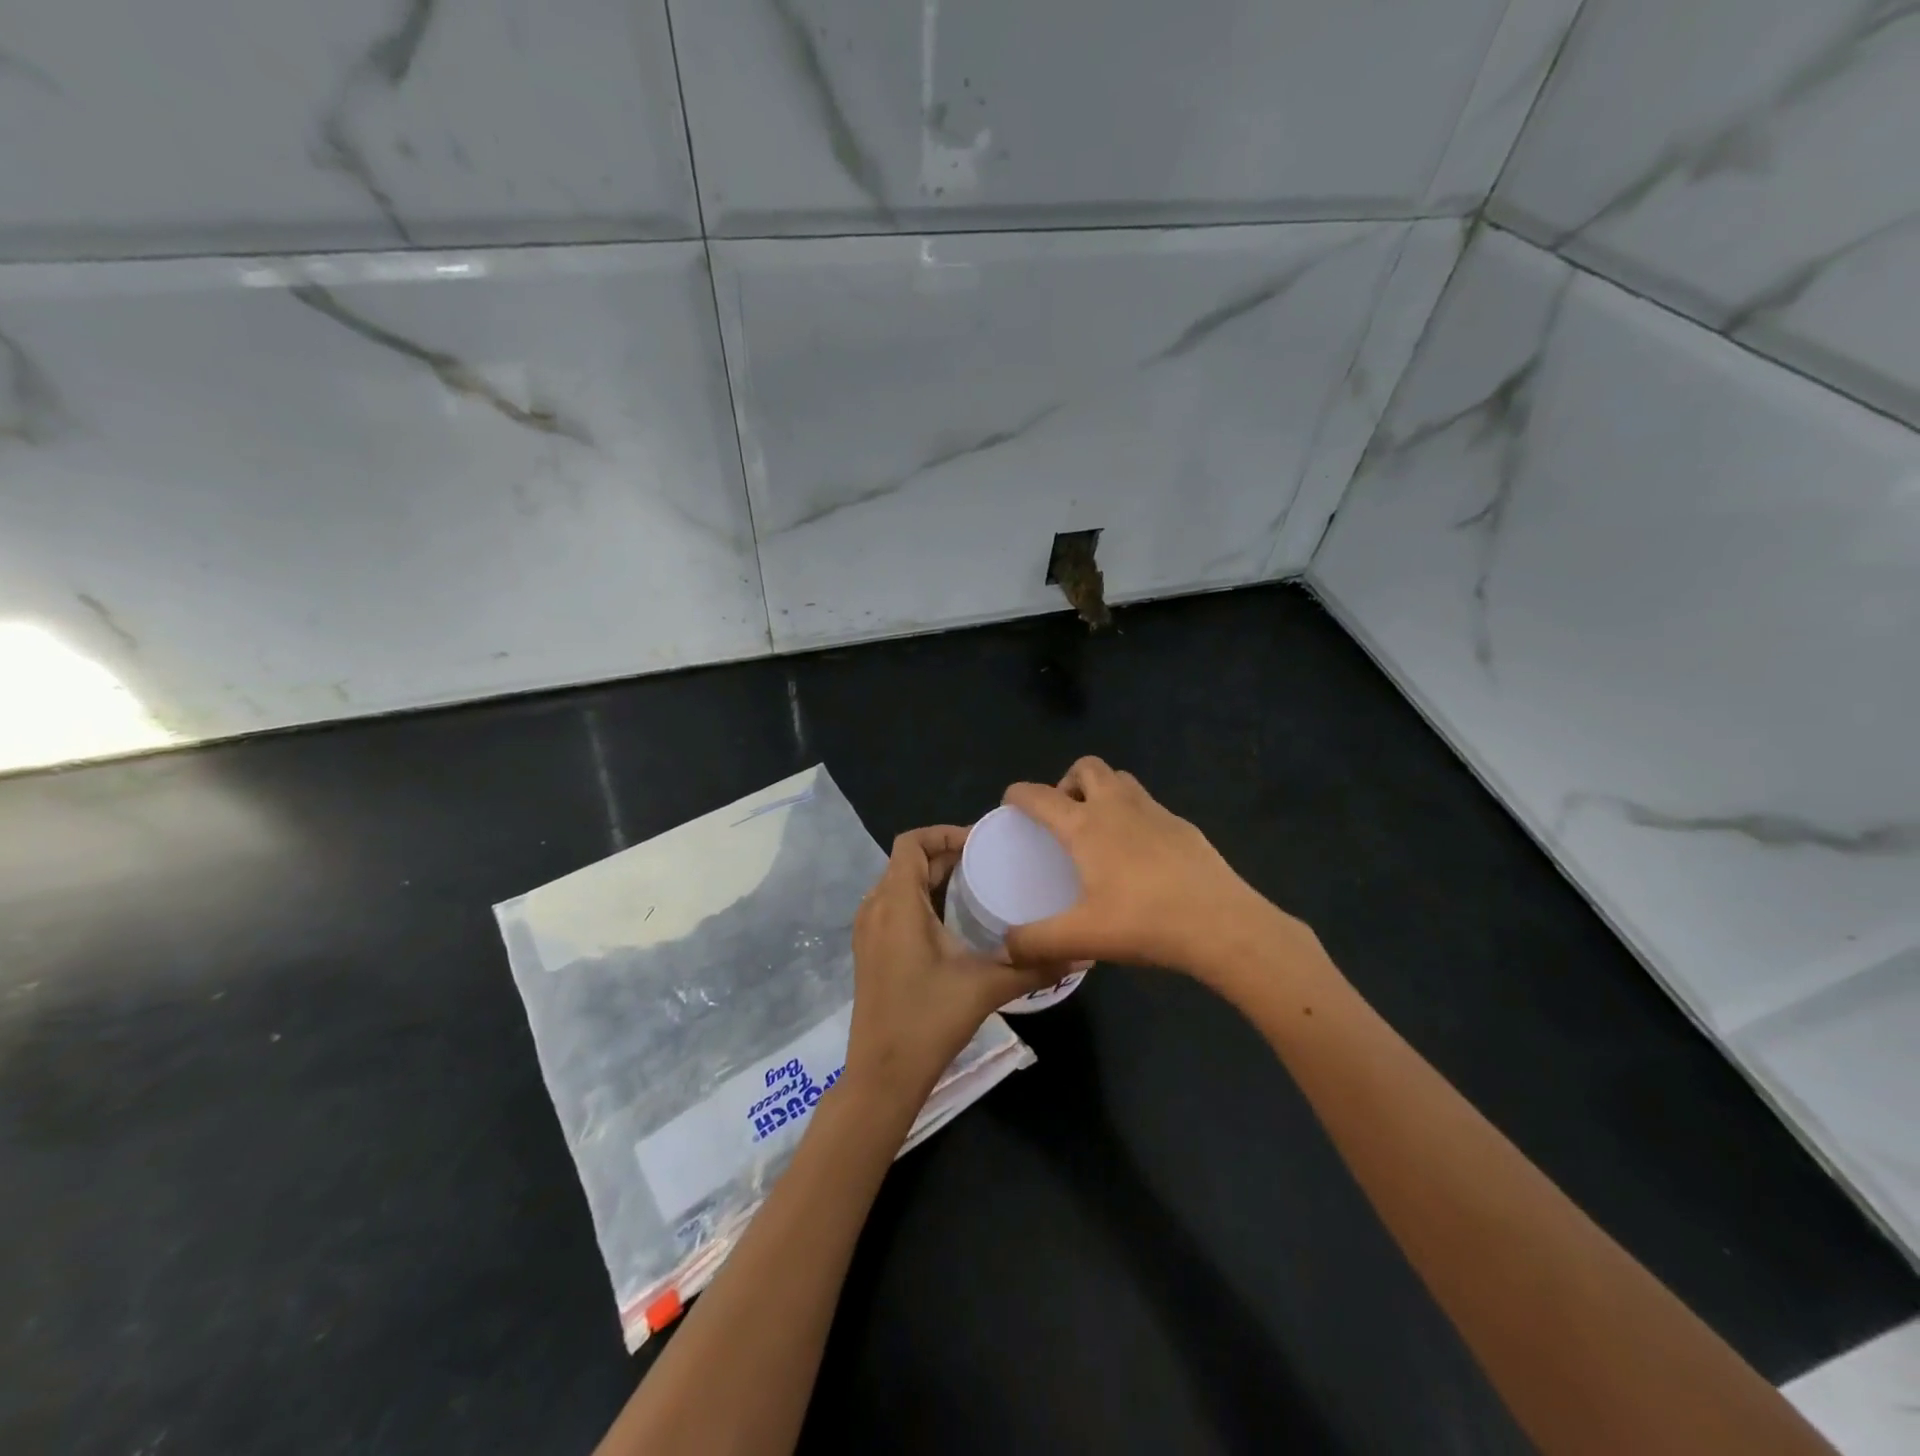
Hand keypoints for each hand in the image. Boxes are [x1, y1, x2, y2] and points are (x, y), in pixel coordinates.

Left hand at [845, 826, 1056, 1106]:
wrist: (882, 1075)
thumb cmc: (928, 1020)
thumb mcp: (986, 987)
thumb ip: (1034, 966)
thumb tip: (1082, 954)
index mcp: (897, 902)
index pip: (911, 842)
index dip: (944, 833)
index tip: (981, 844)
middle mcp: (875, 908)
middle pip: (907, 861)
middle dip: (946, 855)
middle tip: (989, 863)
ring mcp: (867, 931)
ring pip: (899, 883)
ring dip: (932, 877)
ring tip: (975, 885)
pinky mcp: (869, 951)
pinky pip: (893, 906)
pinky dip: (920, 899)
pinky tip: (952, 921)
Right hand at [1002, 757, 1293, 976]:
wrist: (1222, 925)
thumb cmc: (1144, 922)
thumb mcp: (1082, 937)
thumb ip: (1036, 942)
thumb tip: (1004, 949)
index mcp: (1085, 826)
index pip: (1040, 795)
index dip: (1018, 794)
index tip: (1011, 804)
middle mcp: (1118, 807)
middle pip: (1087, 767)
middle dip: (1068, 782)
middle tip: (1064, 817)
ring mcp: (1156, 812)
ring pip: (1121, 780)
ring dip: (1103, 792)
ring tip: (1099, 831)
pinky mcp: (1184, 827)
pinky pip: (1149, 806)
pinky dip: (1134, 816)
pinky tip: (1140, 856)